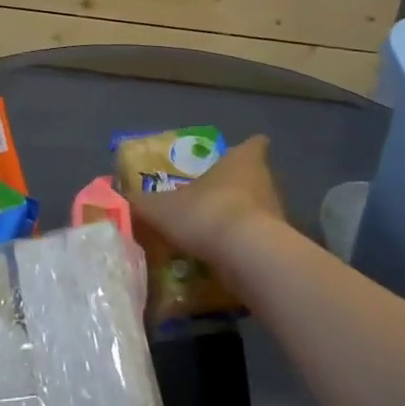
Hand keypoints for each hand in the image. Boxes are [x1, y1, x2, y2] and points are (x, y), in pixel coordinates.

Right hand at [123, 133, 285, 261]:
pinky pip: (262, 242)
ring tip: (217, 233)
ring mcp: (278, 214)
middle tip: (214, 197)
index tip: (237, 155)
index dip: (247, 148)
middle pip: (256, 177)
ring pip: (261, 210)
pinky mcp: (282, 247)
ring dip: (243, 219)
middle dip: (239, 187)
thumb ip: (143, 204)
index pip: (253, 145)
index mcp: (241, 160)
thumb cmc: (206, 213)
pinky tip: (227, 260)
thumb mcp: (161, 209)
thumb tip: (123, 199)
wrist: (247, 257)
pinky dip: (247, 248)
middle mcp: (265, 181)